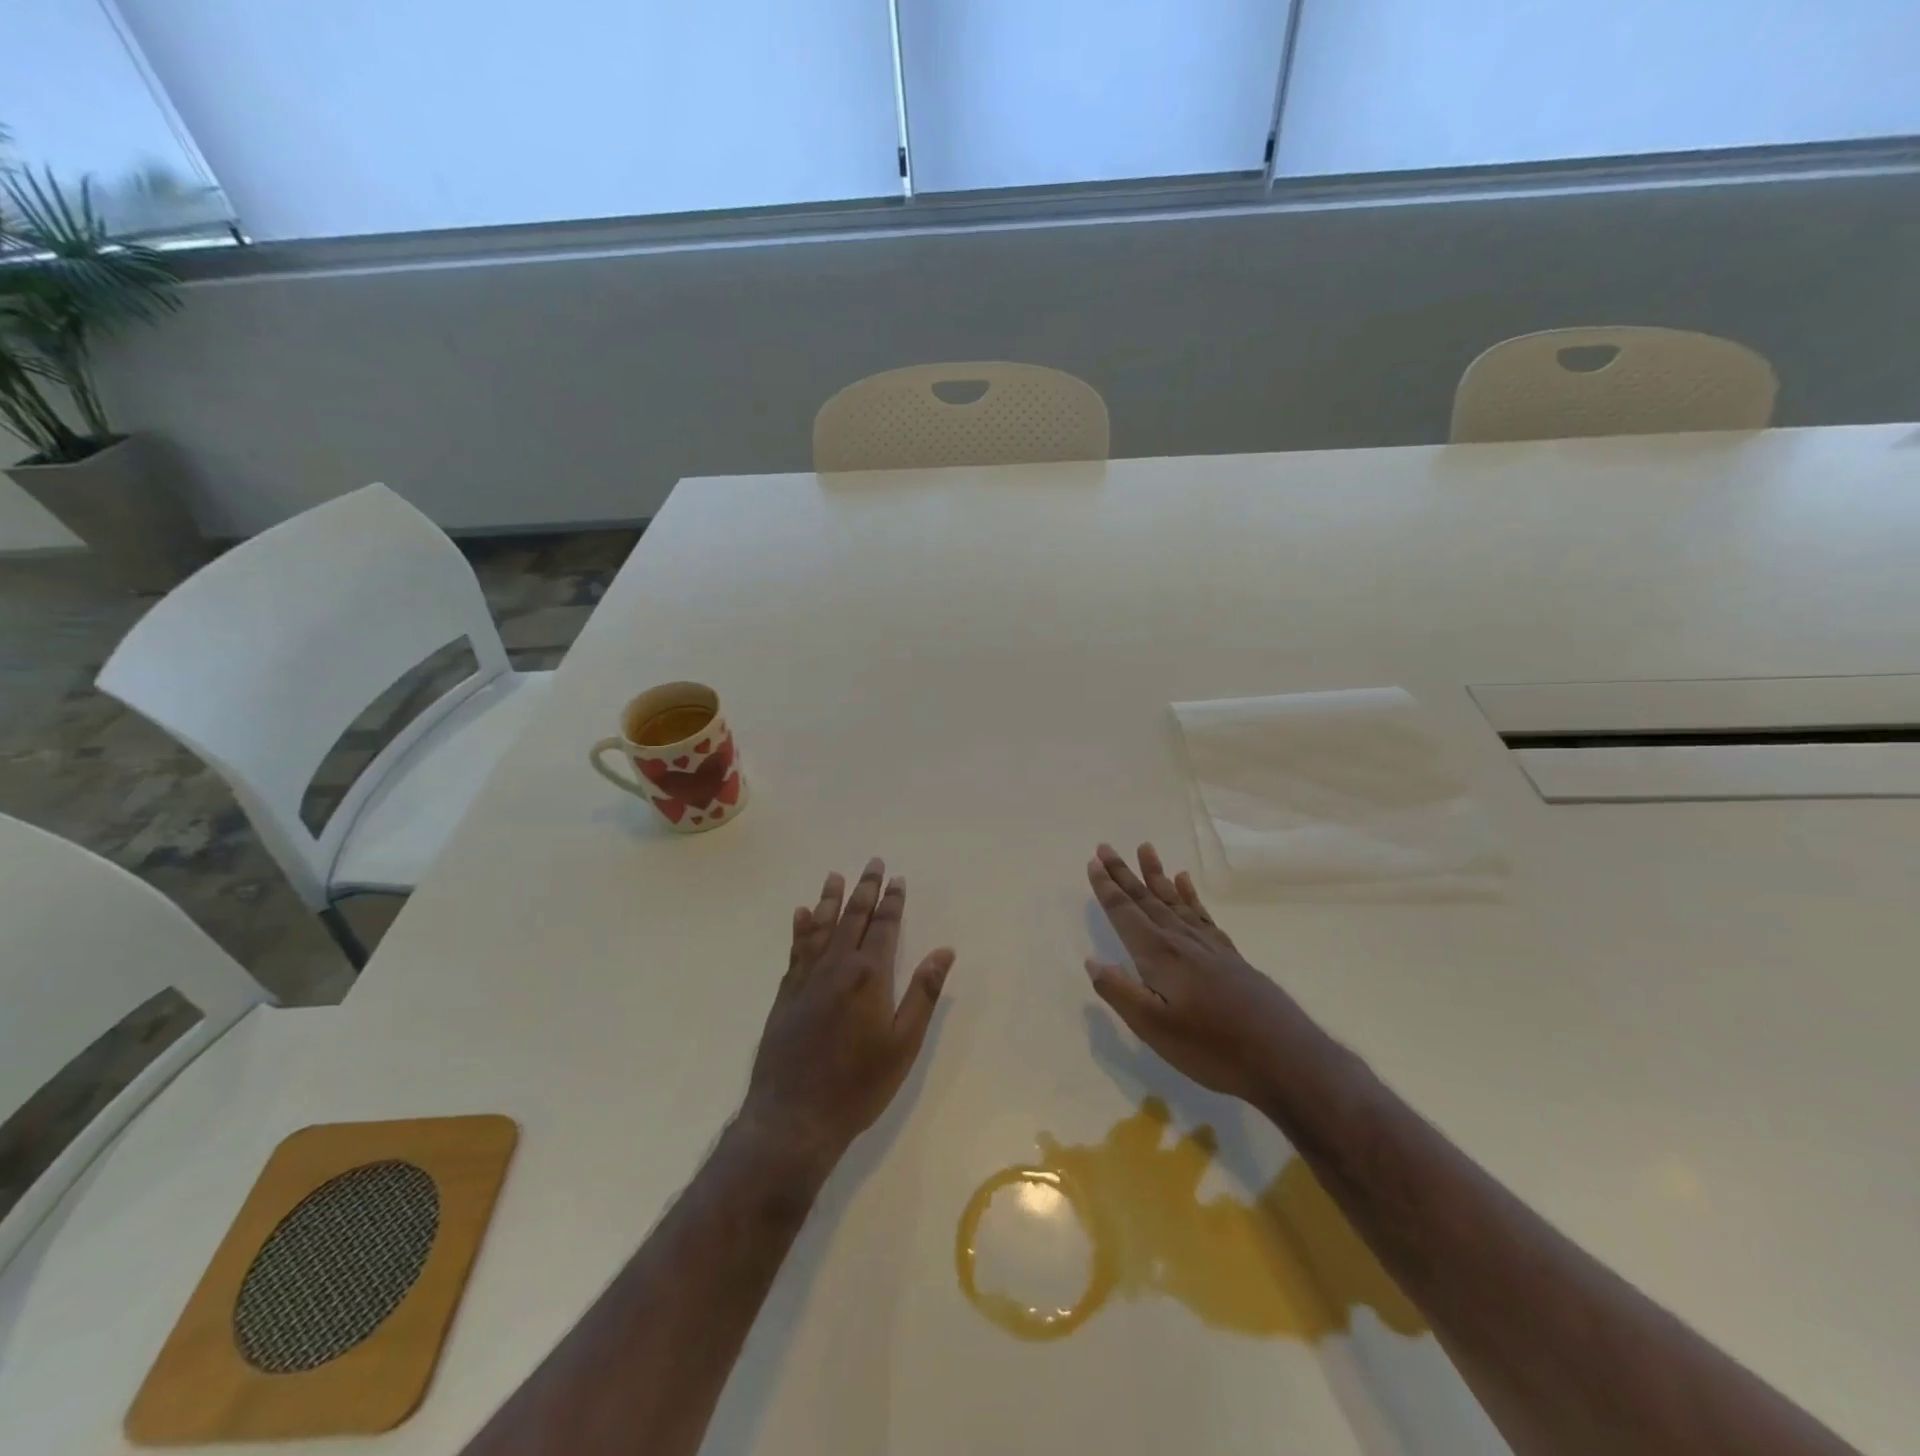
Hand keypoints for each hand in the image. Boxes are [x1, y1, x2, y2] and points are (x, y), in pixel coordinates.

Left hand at [741, 859, 954, 1173]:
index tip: (897, 879)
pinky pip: (796, 949)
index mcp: (869, 976)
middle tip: (872, 863)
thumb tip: (944, 951)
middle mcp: (836, 967)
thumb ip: (922, 993)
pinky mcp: (786, 994)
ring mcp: (806, 979)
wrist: (793, 1117)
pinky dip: (801, 928)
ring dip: (830, 899)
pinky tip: (801, 915)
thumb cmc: (858, 1084)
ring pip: (821, 927)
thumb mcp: (903, 1044)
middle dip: (865, 889)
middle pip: (853, 918)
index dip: (892, 902)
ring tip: (835, 876)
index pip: (883, 927)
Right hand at [1084, 843, 1300, 1105]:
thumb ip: (1120, 992)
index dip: (1106, 889)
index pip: (1125, 913)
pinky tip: (1185, 882)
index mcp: (1159, 955)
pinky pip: (1202, 914)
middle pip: (1146, 899)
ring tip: (1145, 848)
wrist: (1284, 1056)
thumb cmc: (1213, 1048)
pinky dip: (1190, 894)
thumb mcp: (1154, 1029)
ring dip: (1156, 875)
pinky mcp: (1229, 955)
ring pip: (1174, 900)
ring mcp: (1208, 945)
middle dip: (1124, 874)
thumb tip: (1092, 961)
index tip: (1093, 862)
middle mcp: (1181, 940)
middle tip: (1105, 847)